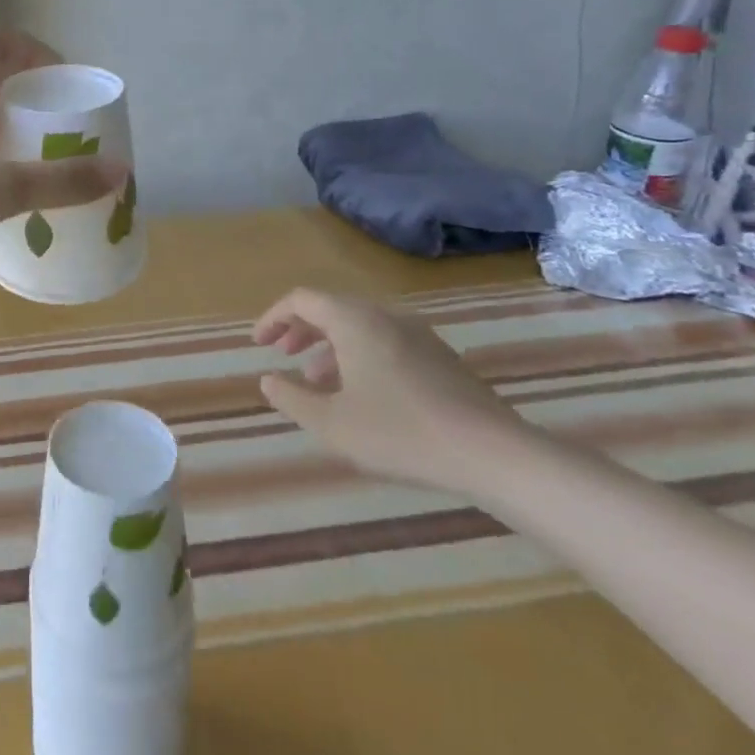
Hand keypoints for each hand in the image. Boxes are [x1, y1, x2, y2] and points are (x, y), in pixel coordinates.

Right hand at [253, 287, 533, 494]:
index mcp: (354, 321)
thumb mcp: (331, 424)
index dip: (274, 318)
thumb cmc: (401, 433)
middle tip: (283, 355)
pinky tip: (363, 394)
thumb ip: (291, 398)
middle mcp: (385, 317)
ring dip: (330, 346)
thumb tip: (269, 380)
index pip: (302, 300)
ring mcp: (419, 335)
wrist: (495, 455)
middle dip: (301, 330)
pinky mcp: (442, 358)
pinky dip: (360, 355)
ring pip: (360, 326)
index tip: (259, 344)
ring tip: (318, 382)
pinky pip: (386, 341)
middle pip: (332, 308)